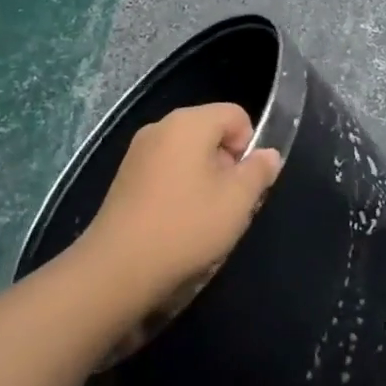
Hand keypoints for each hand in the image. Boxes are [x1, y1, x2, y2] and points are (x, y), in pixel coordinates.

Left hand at [73, 102, 282, 317]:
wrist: (117, 270)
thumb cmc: (186, 226)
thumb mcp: (238, 200)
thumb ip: (259, 171)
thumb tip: (268, 154)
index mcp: (189, 122)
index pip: (236, 115)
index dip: (250, 145)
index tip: (245, 182)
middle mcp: (161, 127)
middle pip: (211, 132)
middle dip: (227, 163)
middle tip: (229, 203)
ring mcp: (138, 152)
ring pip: (189, 154)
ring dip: (205, 179)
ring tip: (205, 217)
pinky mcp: (125, 178)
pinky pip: (166, 171)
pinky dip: (180, 189)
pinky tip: (179, 223)